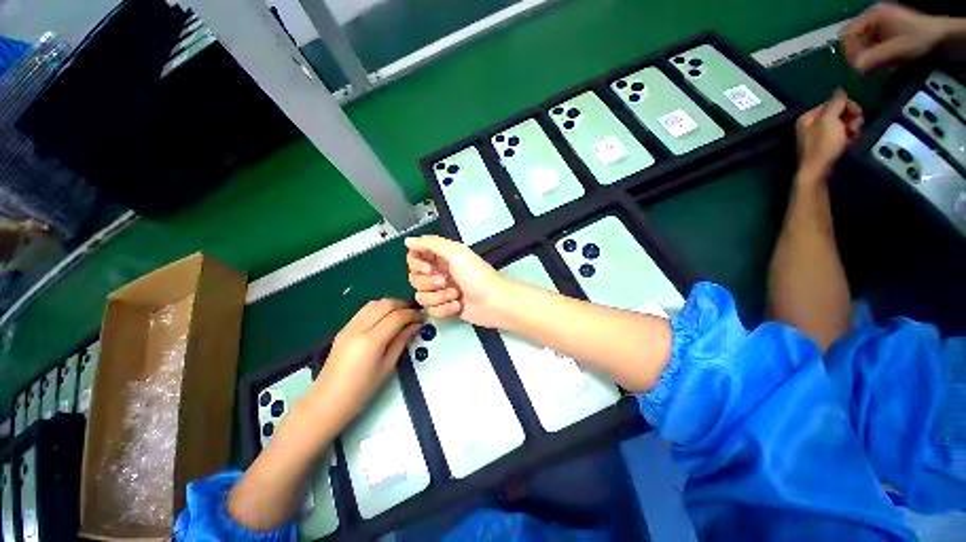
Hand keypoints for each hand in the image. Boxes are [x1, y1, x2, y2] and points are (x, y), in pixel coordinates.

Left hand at [313, 299, 419, 425]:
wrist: (327, 402)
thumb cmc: (361, 391)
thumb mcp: (387, 367)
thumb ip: (402, 342)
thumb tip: (416, 326)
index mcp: (370, 342)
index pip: (396, 317)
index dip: (412, 314)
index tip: (422, 318)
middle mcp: (358, 329)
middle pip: (385, 304)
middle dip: (403, 305)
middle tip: (414, 314)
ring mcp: (348, 327)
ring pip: (373, 303)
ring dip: (390, 304)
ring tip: (402, 314)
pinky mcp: (343, 329)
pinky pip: (364, 310)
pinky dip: (379, 309)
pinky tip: (386, 318)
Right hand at [405, 235, 508, 326]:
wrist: (493, 302)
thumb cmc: (476, 275)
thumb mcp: (456, 252)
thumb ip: (431, 244)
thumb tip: (408, 240)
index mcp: (441, 258)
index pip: (414, 258)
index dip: (416, 264)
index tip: (428, 268)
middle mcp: (439, 273)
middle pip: (414, 278)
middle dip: (429, 282)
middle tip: (445, 281)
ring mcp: (441, 292)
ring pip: (421, 296)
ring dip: (438, 296)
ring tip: (456, 295)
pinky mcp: (445, 308)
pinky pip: (431, 310)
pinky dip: (444, 309)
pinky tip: (457, 306)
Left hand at [795, 90, 862, 183]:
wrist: (818, 171)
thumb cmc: (823, 144)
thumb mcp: (830, 120)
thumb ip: (836, 103)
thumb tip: (839, 89)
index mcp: (807, 118)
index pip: (832, 103)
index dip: (847, 105)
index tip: (858, 112)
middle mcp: (811, 126)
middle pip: (838, 114)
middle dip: (851, 117)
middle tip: (857, 126)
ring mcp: (819, 137)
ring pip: (842, 125)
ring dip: (852, 127)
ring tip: (854, 134)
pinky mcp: (827, 147)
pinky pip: (842, 136)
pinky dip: (849, 137)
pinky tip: (853, 141)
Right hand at [843, 4, 947, 71]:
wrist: (938, 36)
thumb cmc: (920, 38)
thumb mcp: (900, 47)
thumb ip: (879, 56)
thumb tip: (856, 68)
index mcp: (872, 16)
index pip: (848, 34)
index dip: (850, 51)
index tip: (858, 66)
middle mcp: (870, 19)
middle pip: (854, 41)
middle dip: (861, 56)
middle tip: (869, 70)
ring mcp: (875, 26)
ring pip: (860, 47)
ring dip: (868, 59)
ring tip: (881, 67)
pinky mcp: (879, 35)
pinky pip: (868, 48)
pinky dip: (874, 58)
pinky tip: (884, 63)